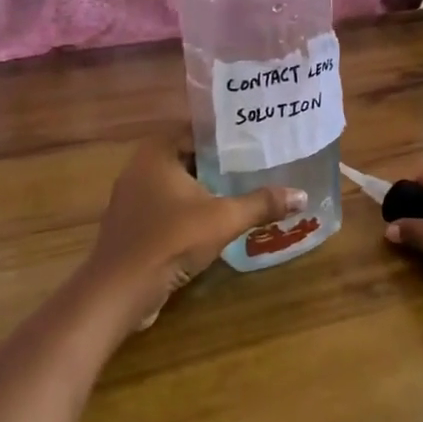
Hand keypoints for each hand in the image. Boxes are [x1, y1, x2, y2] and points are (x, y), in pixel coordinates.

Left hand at [81, 137, 305, 333]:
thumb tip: (302, 195)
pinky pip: (164, 208)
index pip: (194, 130)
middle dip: (217, 163)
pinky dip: (187, 211)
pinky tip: (212, 223)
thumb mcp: (224, 219)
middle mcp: (138, 168)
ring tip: (239, 191)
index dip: (222, 134)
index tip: (251, 139)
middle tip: (253, 165)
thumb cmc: (170, 240)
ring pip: (175, 185)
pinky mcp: (131, 227)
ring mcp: (131, 200)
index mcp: (156, 153)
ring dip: (202, 189)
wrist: (119, 291)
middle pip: (185, 157)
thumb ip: (261, 204)